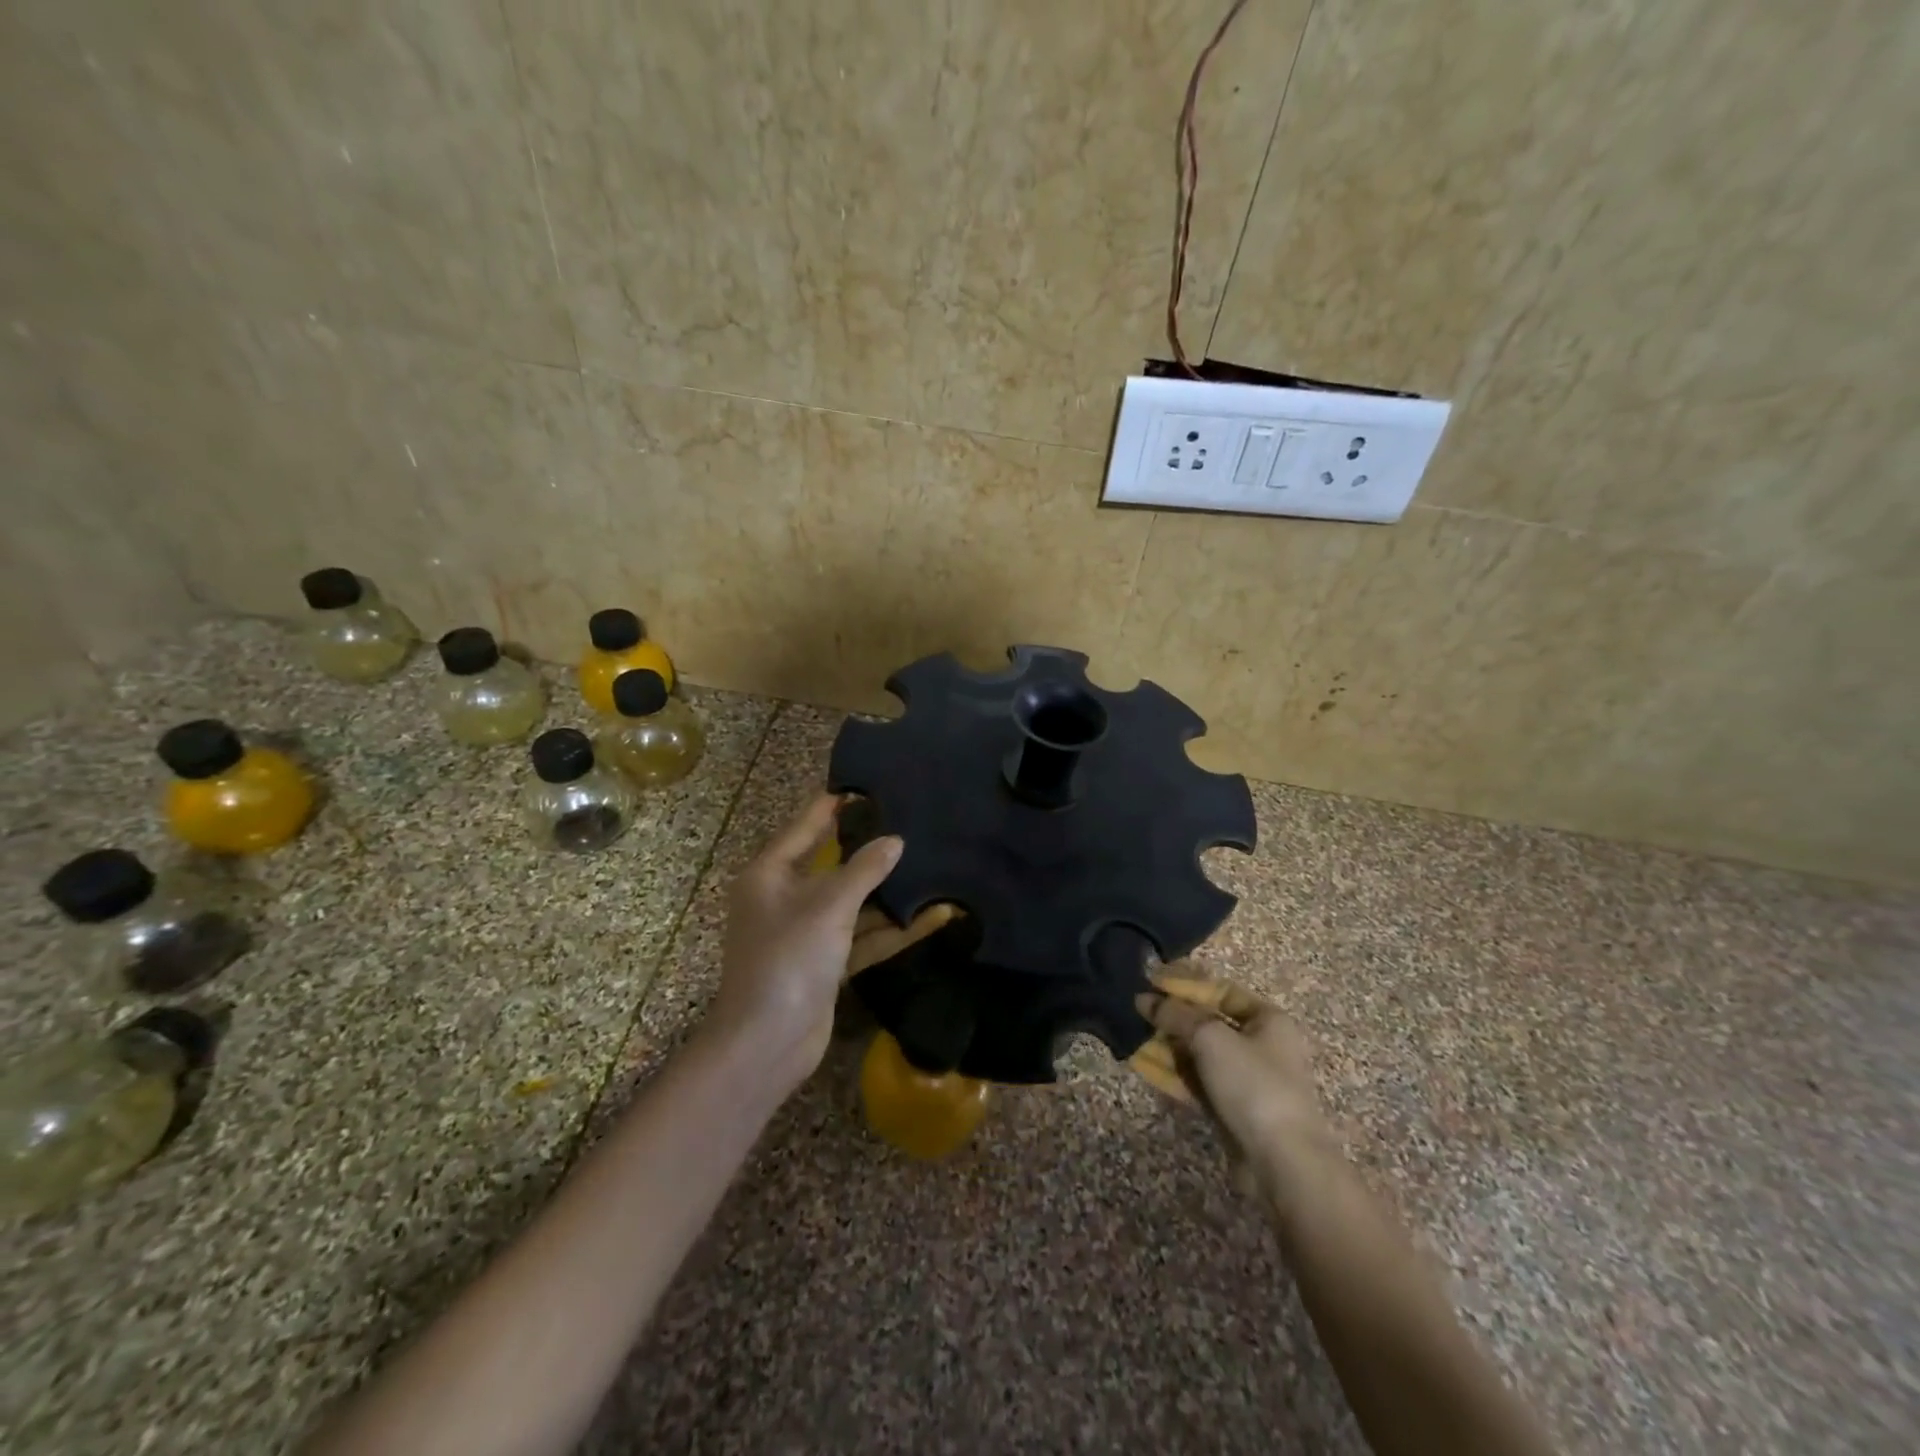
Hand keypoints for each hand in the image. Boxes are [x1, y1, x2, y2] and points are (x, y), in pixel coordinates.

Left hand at [712, 794, 953, 1095]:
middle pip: (832, 865)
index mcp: (770, 875)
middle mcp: (785, 899)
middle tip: (908, 823)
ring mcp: (806, 933)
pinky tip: (933, 919)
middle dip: (869, 851)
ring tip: (929, 867)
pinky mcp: (825, 964)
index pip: (804, 827)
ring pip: (852, 904)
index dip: (833, 807)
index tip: (866, 786)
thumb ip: (864, 870)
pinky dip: (891, 930)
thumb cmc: (788, 959)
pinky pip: (861, 937)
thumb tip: (895, 841)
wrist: (768, 1043)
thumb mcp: (828, 906)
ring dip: (887, 895)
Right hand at [1134, 973, 1333, 1195]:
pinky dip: (1172, 1074)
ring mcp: (1246, 1080)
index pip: (1221, 991)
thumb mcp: (1210, 1038)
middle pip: (1208, 1023)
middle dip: (1172, 1018)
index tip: (1151, 983)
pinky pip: (1196, 1083)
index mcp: (1268, 1020)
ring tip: (1131, 1039)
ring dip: (1167, 1046)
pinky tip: (1142, 1066)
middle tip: (1136, 1013)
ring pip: (1198, 1054)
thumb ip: (1175, 1014)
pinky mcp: (1232, 1109)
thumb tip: (1144, 998)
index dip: (1186, 985)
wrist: (1282, 1163)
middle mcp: (1260, 1046)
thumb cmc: (1253, 1084)